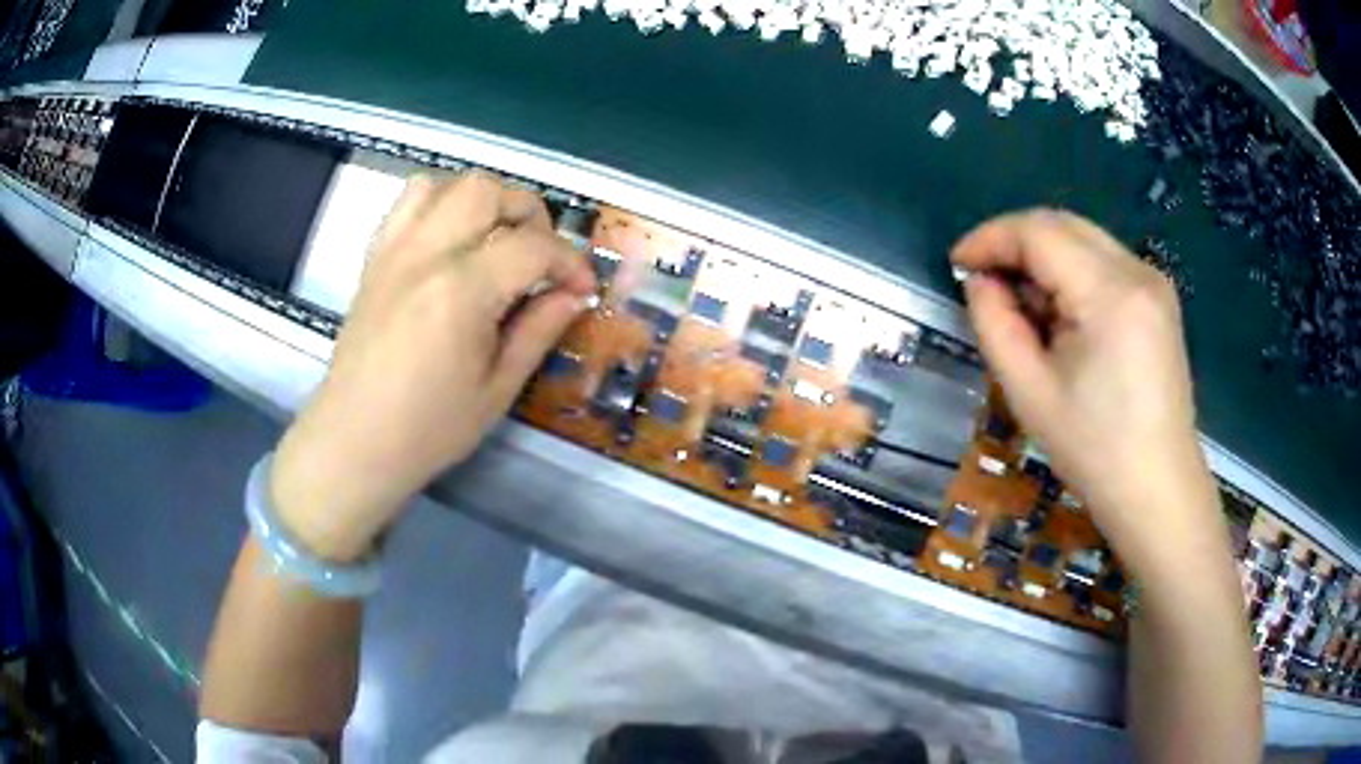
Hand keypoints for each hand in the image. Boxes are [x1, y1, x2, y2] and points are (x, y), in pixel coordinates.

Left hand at [270, 172, 595, 561]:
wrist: (354, 442)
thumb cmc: (429, 430)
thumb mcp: (497, 390)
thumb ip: (538, 330)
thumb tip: (573, 295)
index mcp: (461, 291)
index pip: (532, 246)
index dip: (570, 262)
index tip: (582, 289)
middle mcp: (425, 254)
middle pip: (488, 191)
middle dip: (529, 214)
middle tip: (540, 258)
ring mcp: (394, 250)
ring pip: (447, 184)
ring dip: (483, 201)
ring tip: (495, 240)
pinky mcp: (375, 257)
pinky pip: (408, 202)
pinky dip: (440, 204)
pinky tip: (451, 240)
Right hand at [952, 209, 1218, 570]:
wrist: (1157, 489)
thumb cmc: (1094, 451)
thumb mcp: (1029, 392)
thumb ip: (995, 324)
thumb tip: (980, 281)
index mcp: (1109, 294)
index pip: (1039, 232)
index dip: (991, 238)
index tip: (957, 264)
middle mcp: (1137, 271)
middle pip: (1062, 225)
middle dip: (1015, 243)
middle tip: (984, 282)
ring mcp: (1153, 281)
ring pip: (1082, 239)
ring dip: (1043, 258)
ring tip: (1022, 307)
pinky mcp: (1158, 298)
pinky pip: (1103, 261)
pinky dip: (1071, 272)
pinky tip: (1061, 315)